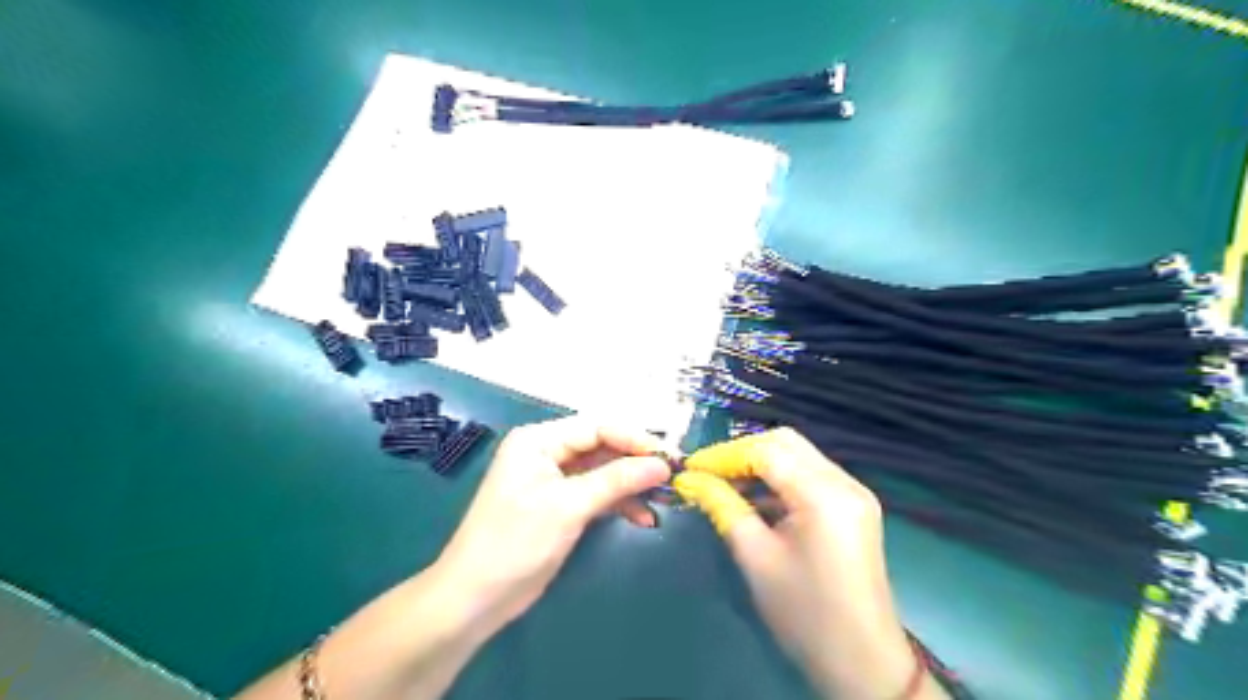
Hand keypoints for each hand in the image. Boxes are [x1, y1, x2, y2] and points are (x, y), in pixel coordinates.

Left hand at [439, 419, 672, 632]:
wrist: (476, 597)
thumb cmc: (516, 542)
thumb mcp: (569, 506)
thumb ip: (616, 480)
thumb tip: (662, 464)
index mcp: (539, 440)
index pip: (596, 427)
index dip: (634, 439)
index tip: (668, 456)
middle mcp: (546, 453)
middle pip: (601, 448)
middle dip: (635, 463)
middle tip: (672, 477)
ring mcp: (553, 480)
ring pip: (602, 472)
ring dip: (631, 485)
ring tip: (663, 499)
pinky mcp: (560, 505)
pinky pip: (596, 494)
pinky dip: (618, 504)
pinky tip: (642, 518)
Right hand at [679, 428, 940, 697]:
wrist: (863, 663)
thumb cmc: (805, 614)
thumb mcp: (755, 557)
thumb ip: (722, 507)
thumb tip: (690, 479)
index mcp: (823, 495)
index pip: (766, 451)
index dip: (724, 455)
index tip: (690, 468)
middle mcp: (844, 482)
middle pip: (785, 442)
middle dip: (742, 452)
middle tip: (708, 474)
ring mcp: (853, 492)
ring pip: (797, 454)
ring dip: (759, 463)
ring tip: (724, 485)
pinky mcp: (853, 506)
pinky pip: (809, 474)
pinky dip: (778, 478)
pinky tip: (754, 498)